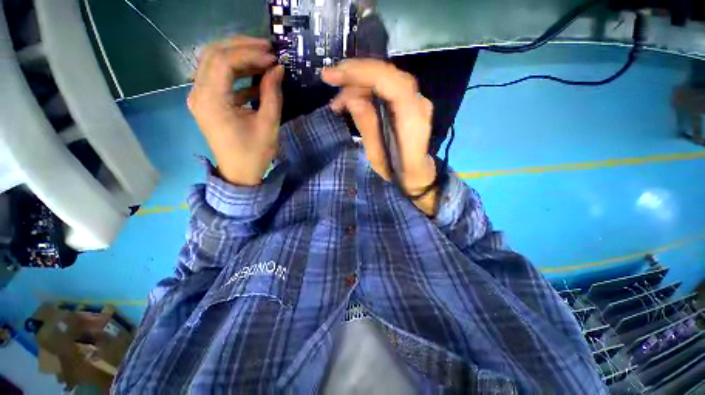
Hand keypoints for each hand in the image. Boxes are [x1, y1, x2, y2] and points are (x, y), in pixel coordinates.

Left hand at [187, 37, 283, 185]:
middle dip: (241, 46)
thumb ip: (272, 94)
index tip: (273, 58)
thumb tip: (278, 69)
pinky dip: (235, 73)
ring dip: (238, 57)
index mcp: (212, 101)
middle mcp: (198, 93)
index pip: (224, 60)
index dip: (250, 54)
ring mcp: (199, 97)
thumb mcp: (268, 124)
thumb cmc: (254, 153)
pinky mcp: (206, 102)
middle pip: (213, 54)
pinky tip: (255, 78)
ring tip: (263, 59)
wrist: (239, 173)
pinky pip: (217, 78)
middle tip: (267, 48)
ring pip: (213, 62)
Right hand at [322, 60, 438, 214]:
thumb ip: (367, 126)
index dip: (362, 74)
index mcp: (412, 120)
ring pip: (385, 78)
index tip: (334, 76)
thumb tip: (351, 98)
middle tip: (329, 79)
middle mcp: (418, 104)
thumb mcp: (378, 157)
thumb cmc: (398, 173)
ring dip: (358, 83)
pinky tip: (351, 99)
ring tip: (337, 101)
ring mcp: (416, 101)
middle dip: (355, 73)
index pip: (391, 83)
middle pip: (387, 75)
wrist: (417, 175)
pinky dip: (366, 89)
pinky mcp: (409, 103)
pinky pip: (386, 87)